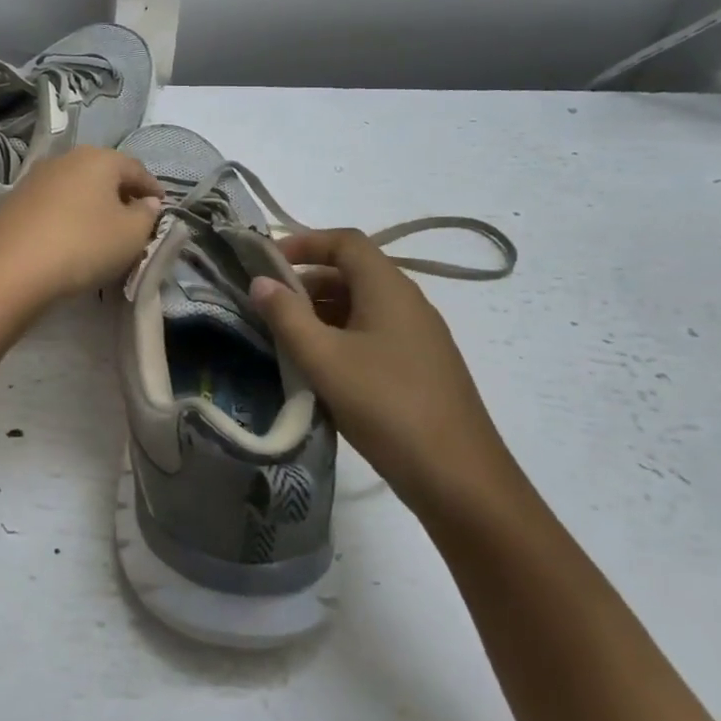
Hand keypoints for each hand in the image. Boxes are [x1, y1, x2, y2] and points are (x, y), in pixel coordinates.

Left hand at [0, 147, 162, 314]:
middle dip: (121, 194)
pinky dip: (68, 215)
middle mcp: (66, 158)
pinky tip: (70, 237)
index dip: (153, 189)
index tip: (162, 208)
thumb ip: (146, 216)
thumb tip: (147, 202)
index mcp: (99, 158)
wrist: (11, 268)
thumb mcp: (130, 235)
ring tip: (102, 231)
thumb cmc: (83, 245)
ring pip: (76, 187)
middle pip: (104, 173)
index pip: (136, 169)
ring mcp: (36, 178)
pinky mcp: (14, 201)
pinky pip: (53, 204)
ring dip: (92, 205)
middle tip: (134, 220)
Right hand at [249, 229, 515, 510]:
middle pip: (353, 272)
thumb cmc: (386, 406)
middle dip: (306, 281)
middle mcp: (408, 302)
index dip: (304, 242)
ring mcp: (419, 337)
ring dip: (321, 312)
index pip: (345, 241)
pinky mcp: (421, 367)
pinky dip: (341, 337)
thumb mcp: (324, 359)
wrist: (459, 479)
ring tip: (286, 338)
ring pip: (362, 306)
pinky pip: (373, 334)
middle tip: (268, 306)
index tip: (266, 262)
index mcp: (389, 288)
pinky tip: (320, 370)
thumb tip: (261, 281)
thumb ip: (287, 316)